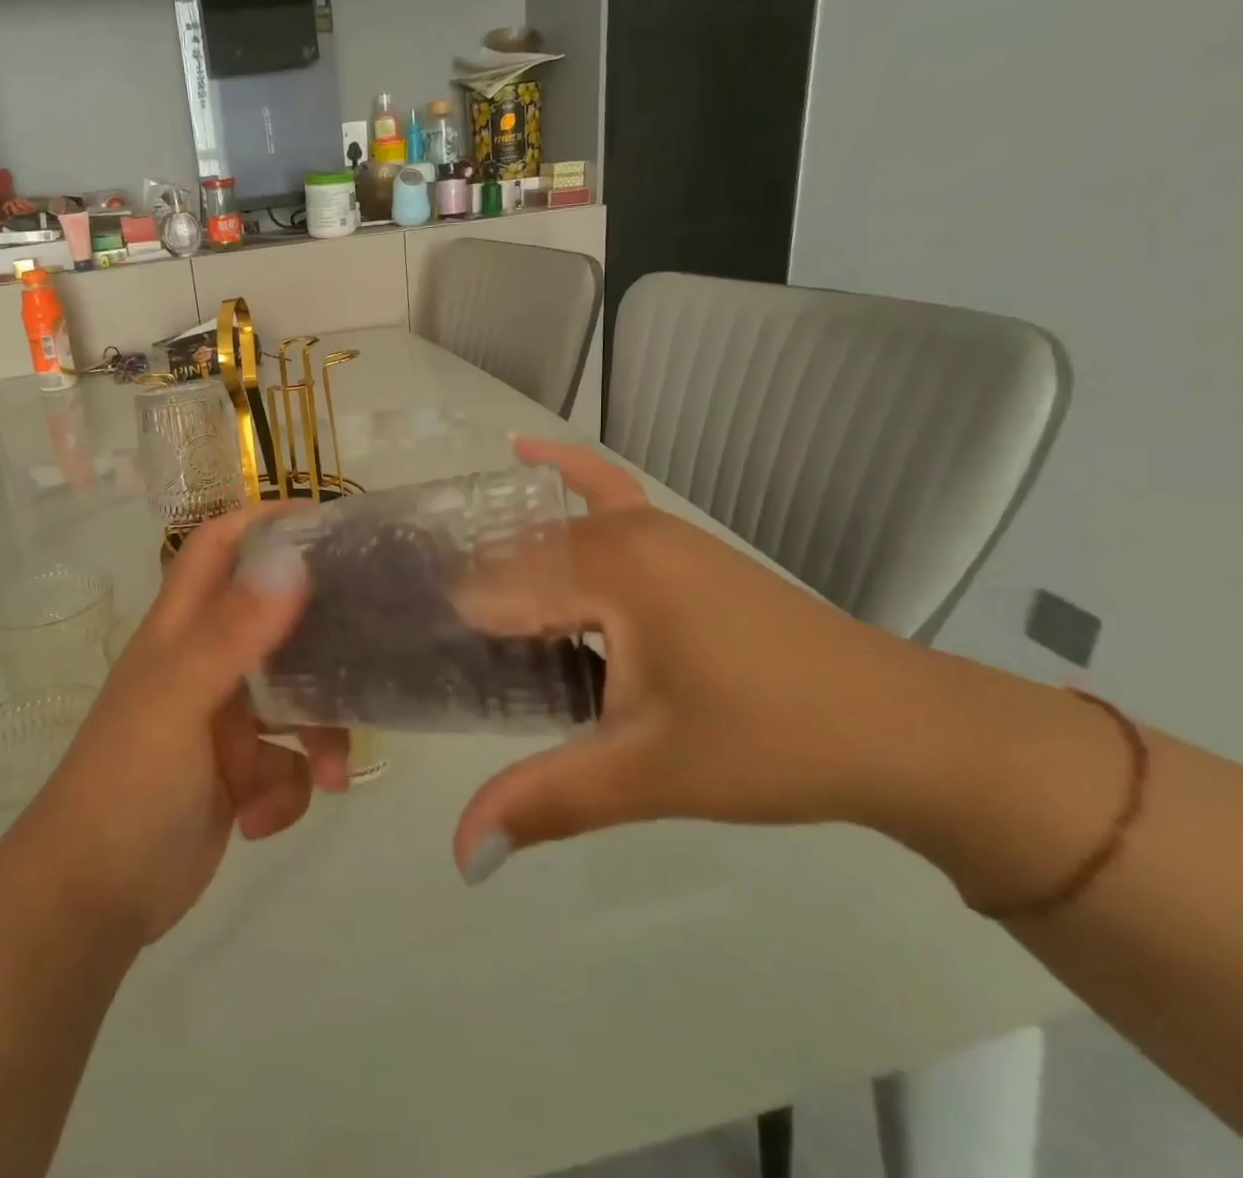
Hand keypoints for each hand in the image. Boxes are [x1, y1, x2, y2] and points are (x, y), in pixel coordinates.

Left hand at [11, 506, 348, 944]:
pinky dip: (288, 790)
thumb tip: (291, 561)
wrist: (92, 901)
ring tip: (329, 774)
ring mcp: (222, 720)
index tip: (324, 521)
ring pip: (295, 700)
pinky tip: (262, 820)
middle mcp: (204, 663)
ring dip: (318, 734)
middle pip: (274, 621)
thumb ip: (232, 632)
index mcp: (181, 630)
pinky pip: (287, 762)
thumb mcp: (179, 700)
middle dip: (319, 635)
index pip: (217, 548)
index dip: (261, 522)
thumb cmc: (127, 784)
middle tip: (370, 635)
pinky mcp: (238, 773)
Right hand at [451, 438, 933, 882]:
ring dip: (500, 561)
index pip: (491, 590)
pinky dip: (564, 470)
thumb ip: (546, 801)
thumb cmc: (771, 744)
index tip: (407, 658)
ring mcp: (652, 528)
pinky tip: (524, 451)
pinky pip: (606, 489)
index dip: (447, 627)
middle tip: (424, 650)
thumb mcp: (648, 774)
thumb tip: (458, 860)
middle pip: (511, 559)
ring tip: (451, 605)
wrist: (904, 729)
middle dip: (467, 600)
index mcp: (606, 570)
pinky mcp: (674, 541)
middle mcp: (620, 532)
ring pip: (546, 536)